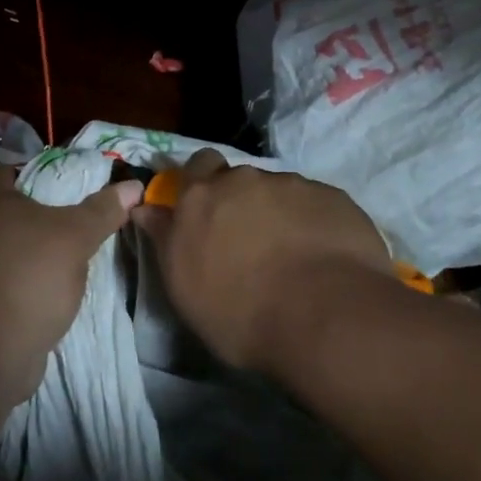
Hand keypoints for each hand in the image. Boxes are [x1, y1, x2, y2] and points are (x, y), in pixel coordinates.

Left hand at [0, 166, 140, 400]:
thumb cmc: (28, 277)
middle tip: (76, 224)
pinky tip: (47, 290)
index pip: (14, 171)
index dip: (46, 176)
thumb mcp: (76, 237)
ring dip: (31, 251)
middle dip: (41, 216)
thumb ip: (102, 209)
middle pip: (9, 210)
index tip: (75, 189)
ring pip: (4, 246)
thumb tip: (133, 186)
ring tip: (67, 259)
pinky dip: (20, 279)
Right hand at [131, 150, 394, 371]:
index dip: (201, 182)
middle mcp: (245, 180)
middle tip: (248, 239)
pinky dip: (313, 222)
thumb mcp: (185, 287)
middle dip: (240, 200)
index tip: (206, 210)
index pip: (196, 166)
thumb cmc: (241, 312)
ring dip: (278, 212)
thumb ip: (166, 239)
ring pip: (279, 191)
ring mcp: (293, 185)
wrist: (325, 315)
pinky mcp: (333, 196)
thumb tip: (146, 209)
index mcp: (202, 197)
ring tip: (291, 254)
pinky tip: (322, 255)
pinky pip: (315, 204)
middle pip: (239, 179)